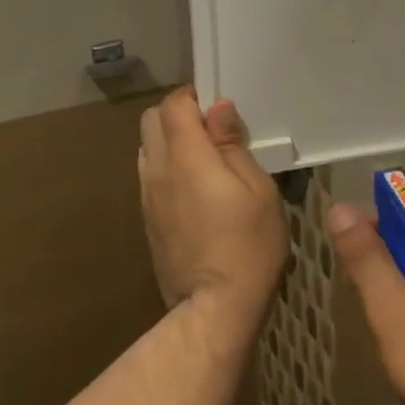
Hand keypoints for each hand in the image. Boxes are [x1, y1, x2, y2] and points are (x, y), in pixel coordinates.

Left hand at [138, 88, 288, 325]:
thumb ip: (232, 145)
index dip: (193, 96)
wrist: (214, 307)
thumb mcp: (258, 189)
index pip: (173, 105)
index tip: (217, 107)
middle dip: (177, 115)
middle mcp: (157, 170)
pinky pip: (149, 176)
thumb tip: (218, 109)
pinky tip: (194, 190)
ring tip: (204, 161)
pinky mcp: (146, 219)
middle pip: (151, 121)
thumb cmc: (248, 244)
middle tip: (212, 131)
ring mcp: (147, 196)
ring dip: (170, 142)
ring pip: (147, 148)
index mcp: (185, 157)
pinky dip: (167, 168)